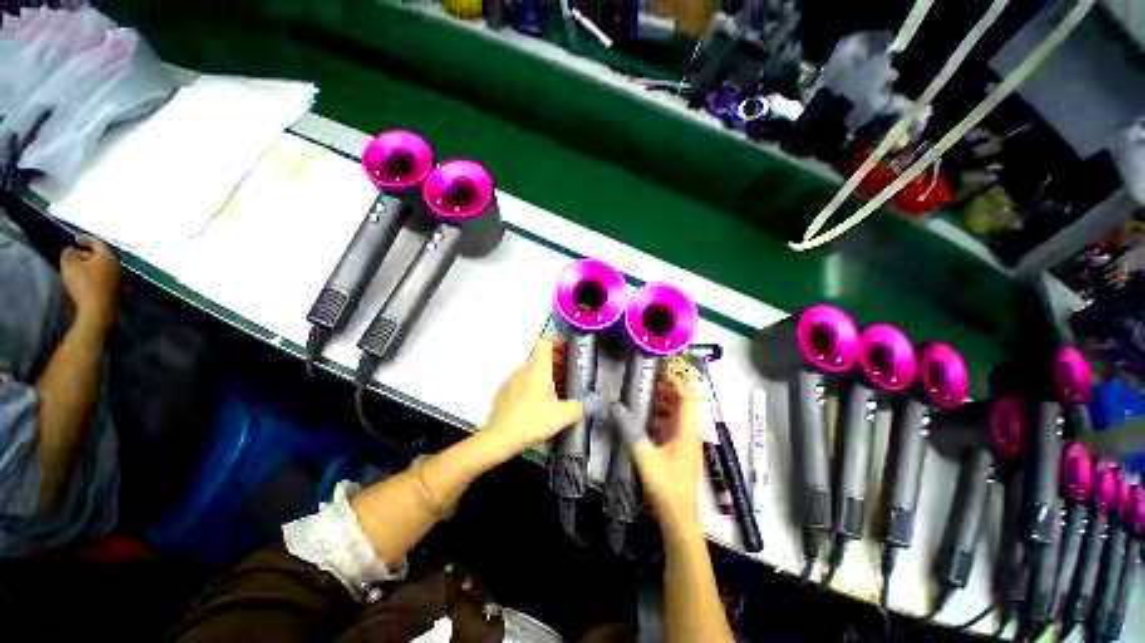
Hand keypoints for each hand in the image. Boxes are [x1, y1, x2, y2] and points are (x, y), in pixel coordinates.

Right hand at [60, 235, 120, 332]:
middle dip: (85, 252)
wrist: (99, 311)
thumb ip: (68, 254)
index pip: (97, 243)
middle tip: (72, 253)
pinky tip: (85, 278)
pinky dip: (94, 273)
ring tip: (76, 265)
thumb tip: (69, 249)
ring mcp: (118, 278)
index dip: (85, 239)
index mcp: (108, 257)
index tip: (75, 238)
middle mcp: (116, 266)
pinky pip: (104, 276)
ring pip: (102, 266)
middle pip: (100, 255)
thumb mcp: (70, 266)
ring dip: (89, 264)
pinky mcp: (116, 290)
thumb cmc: (84, 286)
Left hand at [482, 338, 583, 456]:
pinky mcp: (503, 392)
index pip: (545, 342)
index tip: (567, 348)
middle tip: (568, 374)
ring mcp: (511, 380)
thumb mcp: (562, 416)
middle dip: (556, 361)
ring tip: (556, 391)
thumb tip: (587, 405)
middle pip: (541, 356)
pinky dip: (532, 385)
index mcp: (538, 369)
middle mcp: (523, 370)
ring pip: (531, 370)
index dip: (557, 341)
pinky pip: (522, 381)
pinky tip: (538, 404)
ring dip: (545, 375)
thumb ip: (578, 408)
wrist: (499, 438)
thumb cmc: (531, 421)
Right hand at [613, 358, 705, 543]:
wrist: (680, 520)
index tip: (662, 368)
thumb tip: (615, 407)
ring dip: (665, 400)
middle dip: (670, 386)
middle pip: (685, 401)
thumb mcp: (645, 457)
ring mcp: (685, 441)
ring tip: (645, 390)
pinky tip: (645, 414)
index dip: (678, 379)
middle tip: (649, 376)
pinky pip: (672, 424)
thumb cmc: (666, 488)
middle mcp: (690, 432)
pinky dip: (661, 414)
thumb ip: (630, 430)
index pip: (689, 396)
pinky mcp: (679, 449)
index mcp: (687, 431)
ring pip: (678, 412)